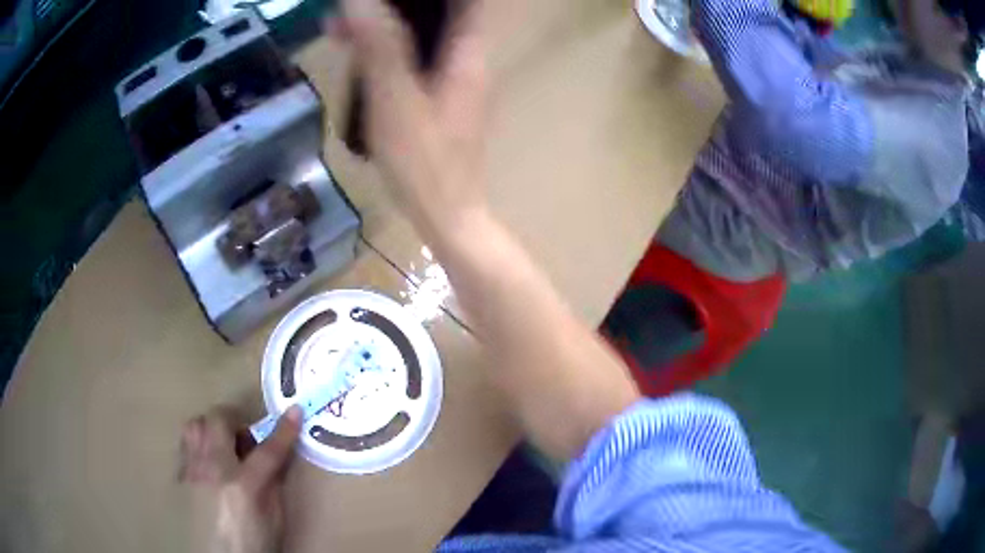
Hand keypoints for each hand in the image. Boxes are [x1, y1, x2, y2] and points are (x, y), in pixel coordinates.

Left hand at [180, 406, 301, 552]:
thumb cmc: (254, 542)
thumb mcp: (274, 518)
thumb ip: (274, 483)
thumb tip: (277, 456)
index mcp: (243, 486)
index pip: (268, 450)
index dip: (285, 430)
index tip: (296, 411)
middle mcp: (211, 470)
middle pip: (218, 420)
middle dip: (236, 421)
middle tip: (247, 439)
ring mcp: (191, 470)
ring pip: (195, 425)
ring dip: (212, 428)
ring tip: (224, 446)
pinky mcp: (180, 476)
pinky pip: (186, 445)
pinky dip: (199, 445)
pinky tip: (209, 464)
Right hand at [337, 0, 486, 239]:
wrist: (446, 215)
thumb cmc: (423, 161)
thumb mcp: (394, 98)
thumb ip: (379, 47)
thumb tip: (359, 2)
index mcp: (466, 55)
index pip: (465, 4)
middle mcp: (467, 62)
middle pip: (437, 17)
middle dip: (395, 8)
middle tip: (350, 11)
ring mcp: (456, 83)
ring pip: (422, 40)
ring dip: (386, 30)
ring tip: (341, 30)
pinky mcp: (442, 102)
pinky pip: (416, 64)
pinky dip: (389, 55)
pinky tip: (359, 61)